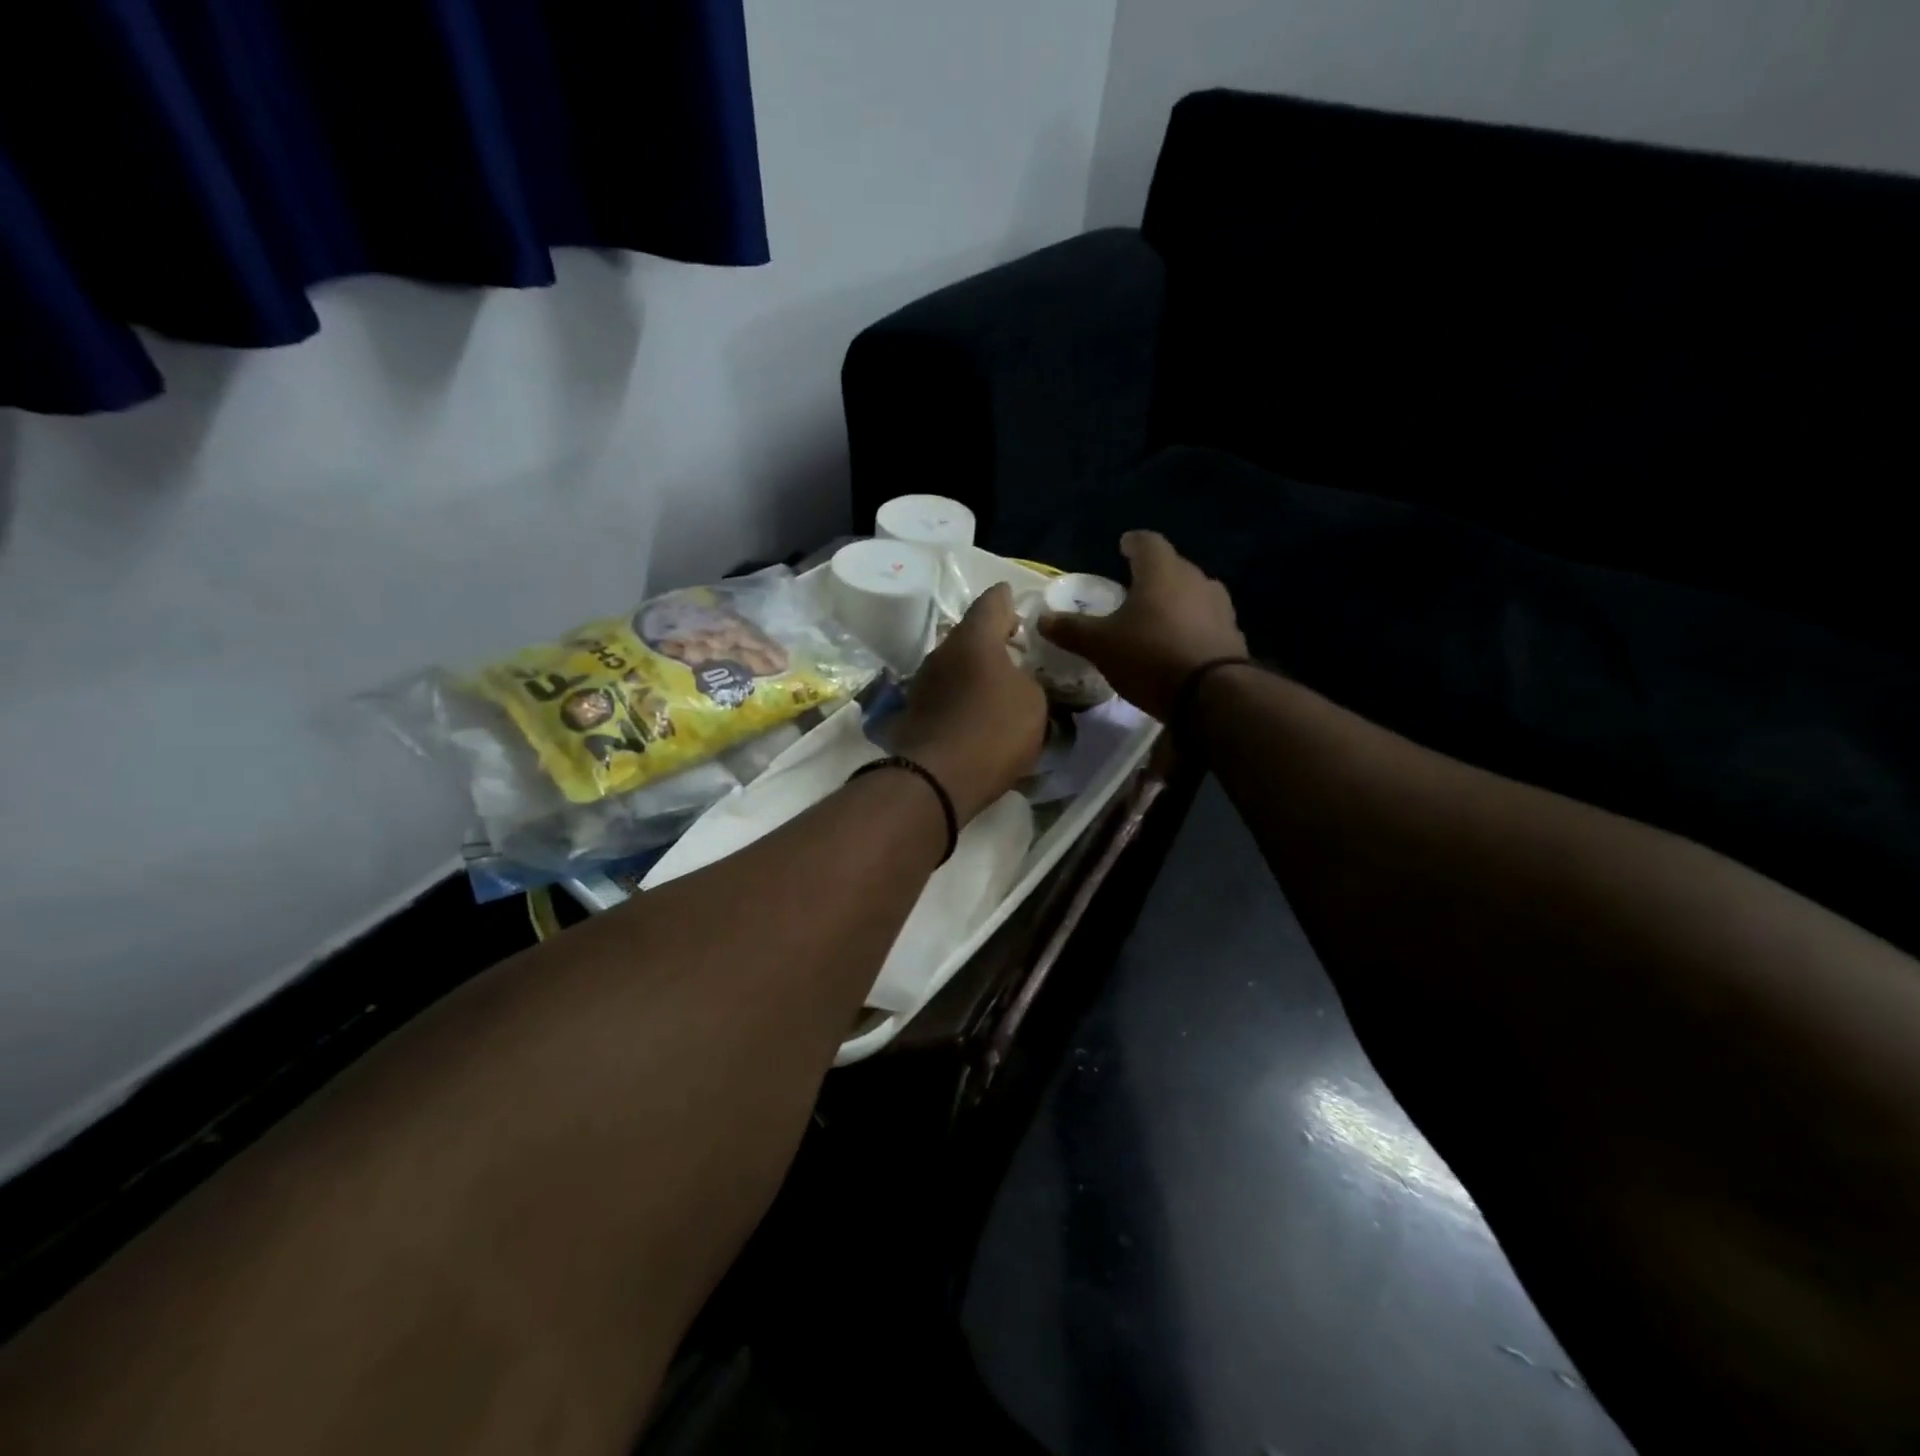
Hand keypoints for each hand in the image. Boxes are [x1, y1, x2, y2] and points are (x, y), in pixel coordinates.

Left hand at [892, 583, 1048, 822]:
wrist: (936, 779)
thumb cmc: (993, 730)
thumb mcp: (1034, 703)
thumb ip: (1029, 680)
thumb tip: (1016, 678)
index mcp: (974, 638)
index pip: (992, 602)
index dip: (1007, 600)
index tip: (1016, 602)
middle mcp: (942, 652)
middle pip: (969, 635)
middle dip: (991, 640)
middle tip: (1014, 650)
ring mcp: (922, 682)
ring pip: (954, 665)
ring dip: (974, 671)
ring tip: (997, 686)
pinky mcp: (913, 712)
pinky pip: (945, 694)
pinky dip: (961, 697)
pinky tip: (976, 714)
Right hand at [1040, 531, 1247, 721]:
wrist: (1212, 695)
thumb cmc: (1150, 656)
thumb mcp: (1101, 645)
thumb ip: (1072, 630)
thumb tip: (1042, 619)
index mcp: (1162, 572)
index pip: (1148, 542)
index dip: (1133, 543)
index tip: (1123, 546)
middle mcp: (1196, 579)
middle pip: (1173, 567)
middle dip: (1154, 575)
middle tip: (1134, 588)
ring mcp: (1220, 607)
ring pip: (1193, 593)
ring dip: (1175, 600)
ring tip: (1157, 617)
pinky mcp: (1233, 635)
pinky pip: (1206, 621)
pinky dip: (1191, 626)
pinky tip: (1178, 644)